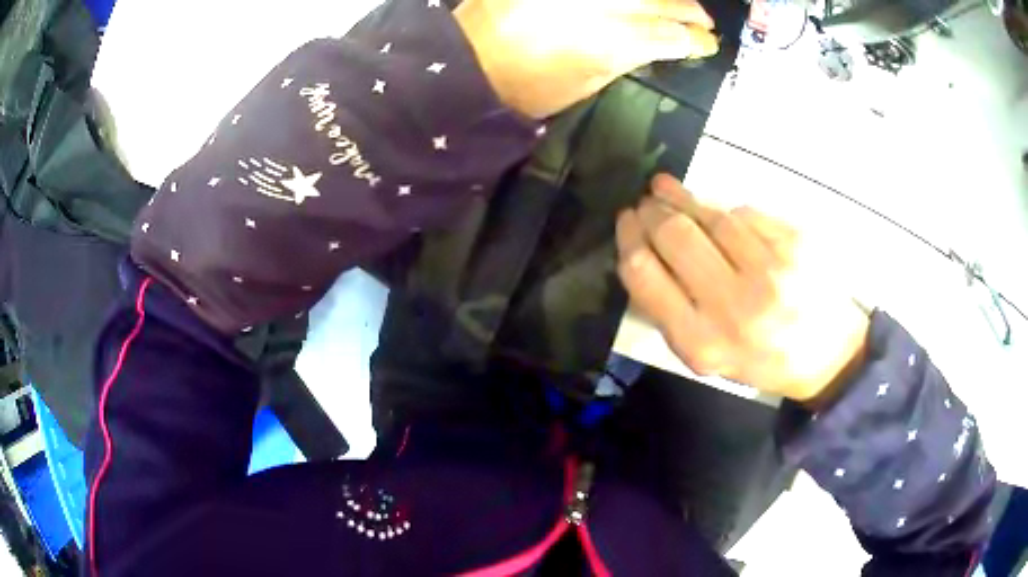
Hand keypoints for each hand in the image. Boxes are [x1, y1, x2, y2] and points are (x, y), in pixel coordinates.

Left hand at [454, 0, 718, 118]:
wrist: (468, 61)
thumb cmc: (527, 87)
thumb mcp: (585, 84)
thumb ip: (625, 58)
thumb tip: (654, 43)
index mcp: (612, 42)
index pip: (669, 35)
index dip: (693, 40)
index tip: (708, 43)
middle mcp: (601, 5)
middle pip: (660, 1)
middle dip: (689, 11)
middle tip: (704, 20)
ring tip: (680, 4)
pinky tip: (638, 1)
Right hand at [616, 174, 869, 402]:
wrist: (828, 355)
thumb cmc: (761, 359)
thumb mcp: (707, 356)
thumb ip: (671, 311)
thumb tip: (643, 249)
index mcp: (704, 341)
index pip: (644, 274)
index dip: (628, 237)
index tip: (626, 220)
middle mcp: (737, 306)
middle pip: (675, 235)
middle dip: (651, 211)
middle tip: (646, 202)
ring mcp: (773, 270)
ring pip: (711, 215)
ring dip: (682, 196)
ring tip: (666, 188)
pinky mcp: (797, 243)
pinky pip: (746, 212)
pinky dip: (726, 209)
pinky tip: (720, 213)